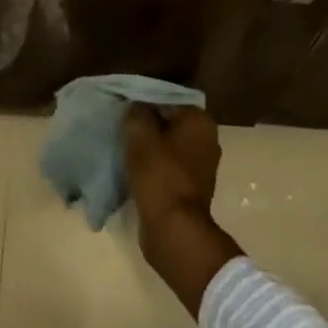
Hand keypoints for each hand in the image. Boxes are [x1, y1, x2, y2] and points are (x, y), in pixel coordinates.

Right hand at [123, 105, 243, 317]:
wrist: (173, 228)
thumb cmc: (159, 175)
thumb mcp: (140, 135)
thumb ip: (137, 112)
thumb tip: (137, 106)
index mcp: (200, 122)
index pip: (168, 100)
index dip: (144, 103)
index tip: (123, 110)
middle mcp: (207, 140)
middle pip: (169, 123)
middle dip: (146, 126)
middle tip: (120, 128)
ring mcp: (200, 167)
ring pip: (167, 146)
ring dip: (147, 148)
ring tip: (122, 148)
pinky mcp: (190, 188)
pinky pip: (167, 167)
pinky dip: (152, 167)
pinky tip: (132, 169)